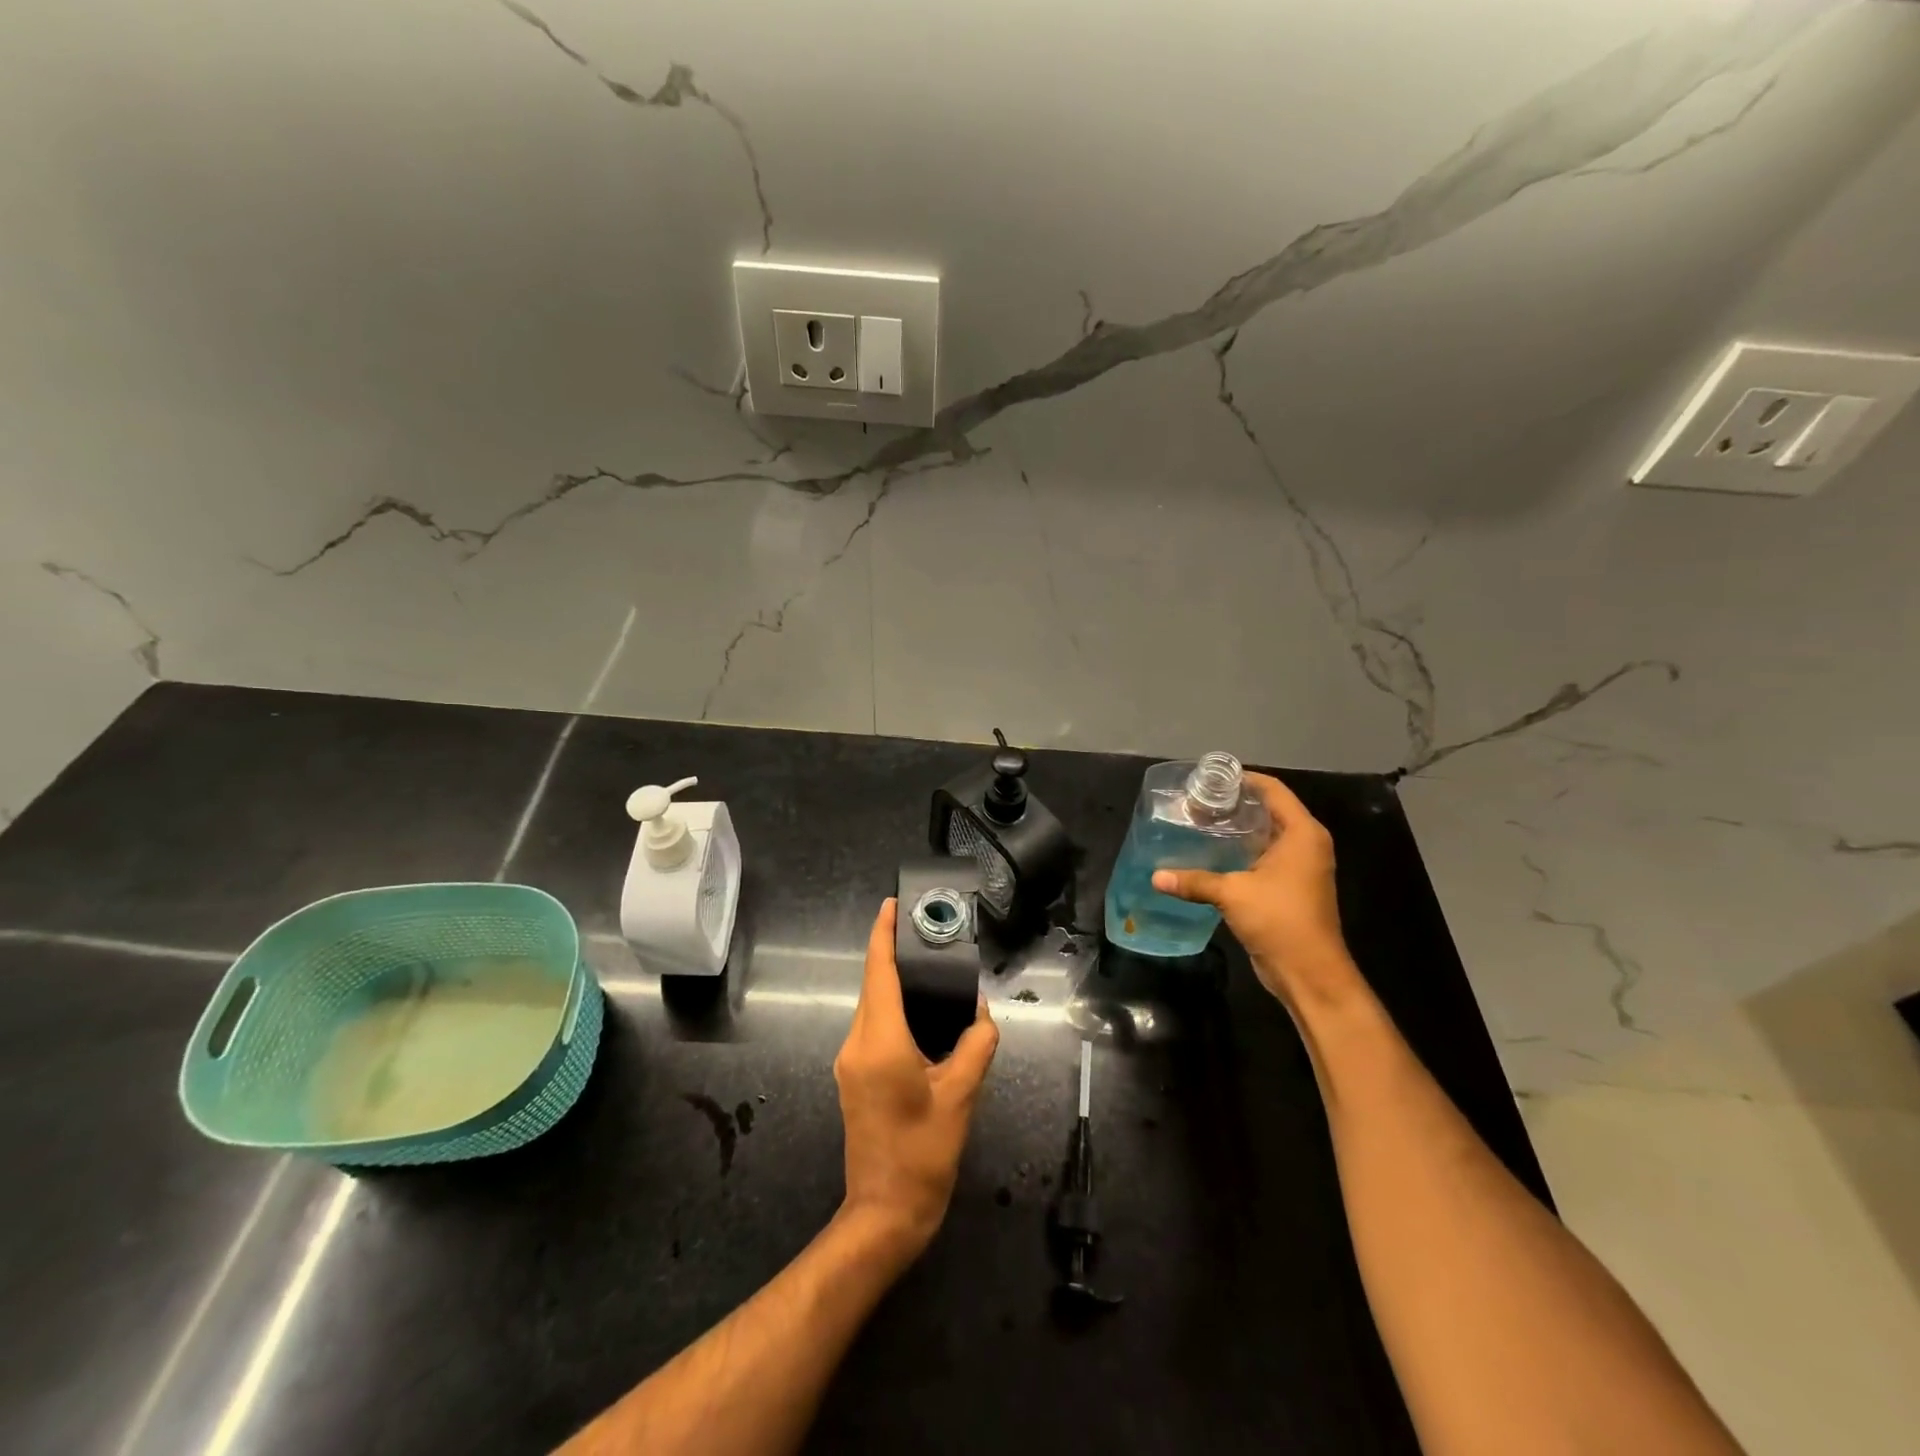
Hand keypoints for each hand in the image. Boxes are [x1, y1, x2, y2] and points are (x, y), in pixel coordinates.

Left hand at [833, 899, 999, 1258]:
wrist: (885, 1212)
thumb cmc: (924, 1154)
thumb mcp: (962, 1095)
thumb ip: (976, 1044)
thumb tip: (982, 1012)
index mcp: (880, 1042)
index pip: (878, 973)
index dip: (883, 935)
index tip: (891, 905)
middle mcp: (856, 1044)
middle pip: (873, 986)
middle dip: (893, 955)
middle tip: (926, 933)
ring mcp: (850, 1062)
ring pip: (872, 1007)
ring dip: (894, 983)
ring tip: (928, 967)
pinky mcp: (853, 1077)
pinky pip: (872, 1027)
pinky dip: (893, 1009)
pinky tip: (920, 1012)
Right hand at [1151, 772, 1359, 1009]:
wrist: (1310, 973)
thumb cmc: (1280, 921)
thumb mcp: (1233, 894)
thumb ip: (1195, 880)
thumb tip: (1155, 876)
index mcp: (1302, 834)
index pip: (1273, 790)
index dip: (1243, 779)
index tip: (1210, 778)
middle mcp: (1305, 844)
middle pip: (1269, 810)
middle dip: (1235, 804)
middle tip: (1197, 801)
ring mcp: (1300, 867)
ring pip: (1265, 835)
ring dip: (1236, 829)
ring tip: (1199, 823)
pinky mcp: (1290, 887)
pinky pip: (1264, 856)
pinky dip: (1241, 851)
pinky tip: (1211, 854)